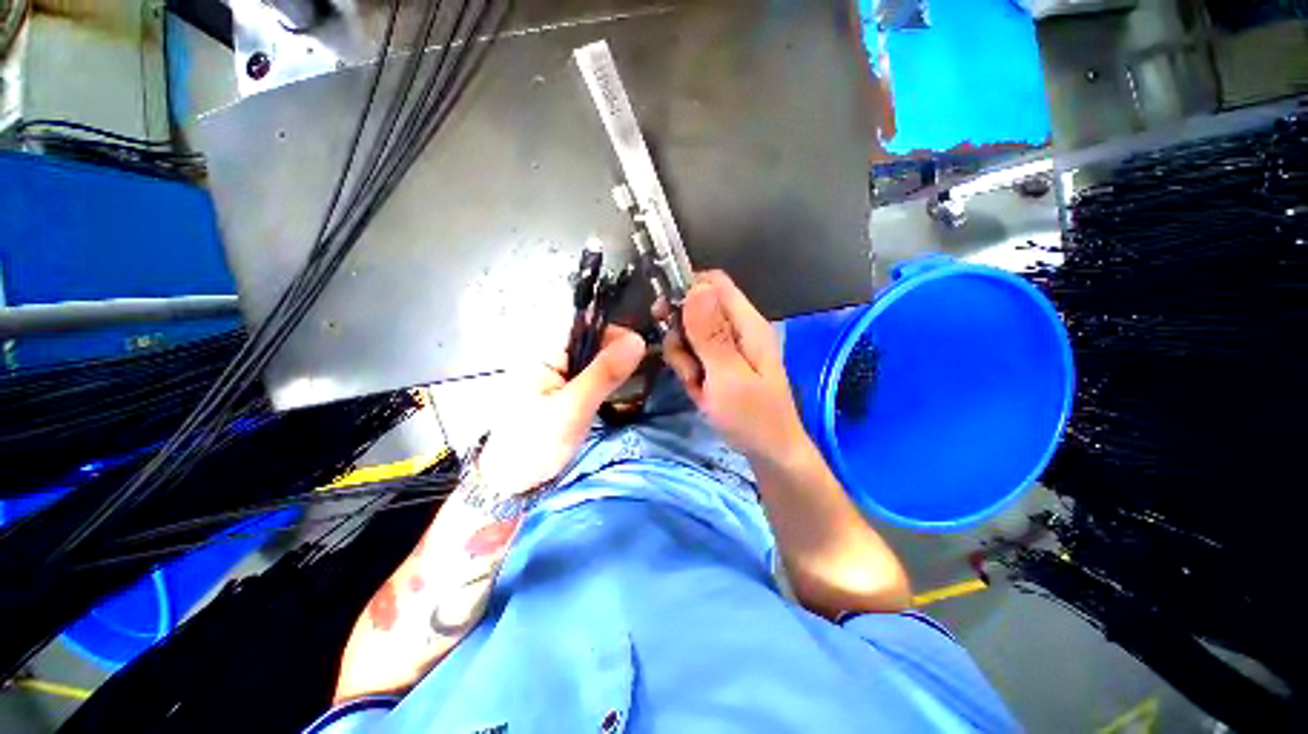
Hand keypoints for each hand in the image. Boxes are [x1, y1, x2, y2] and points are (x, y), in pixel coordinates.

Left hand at [479, 326, 645, 490]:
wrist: (510, 484)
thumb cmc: (535, 444)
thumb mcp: (573, 408)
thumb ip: (603, 374)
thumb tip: (637, 340)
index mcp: (544, 353)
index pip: (585, 327)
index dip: (614, 332)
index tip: (640, 351)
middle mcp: (550, 357)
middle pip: (591, 341)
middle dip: (618, 351)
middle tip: (643, 369)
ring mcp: (557, 376)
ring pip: (594, 359)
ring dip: (615, 366)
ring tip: (637, 379)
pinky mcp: (564, 392)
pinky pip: (592, 376)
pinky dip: (608, 380)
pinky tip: (621, 390)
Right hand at [662, 271, 808, 461]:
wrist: (770, 454)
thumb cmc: (754, 418)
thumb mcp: (728, 376)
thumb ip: (711, 334)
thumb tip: (696, 287)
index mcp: (747, 323)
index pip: (713, 283)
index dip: (686, 290)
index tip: (664, 315)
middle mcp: (737, 329)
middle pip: (695, 309)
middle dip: (681, 335)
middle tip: (687, 365)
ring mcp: (728, 348)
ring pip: (689, 335)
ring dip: (684, 359)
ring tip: (698, 385)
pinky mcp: (721, 365)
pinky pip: (694, 356)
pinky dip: (690, 372)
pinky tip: (700, 392)